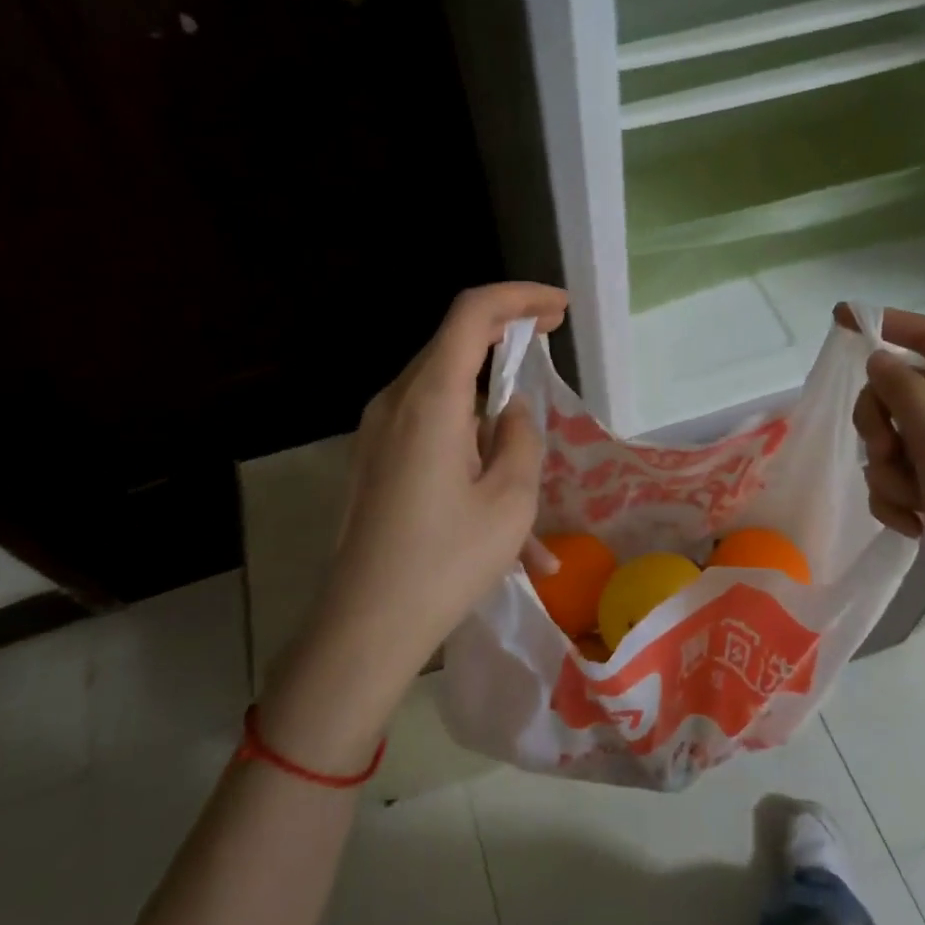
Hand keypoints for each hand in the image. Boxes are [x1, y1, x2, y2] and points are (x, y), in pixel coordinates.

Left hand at [263, 282, 567, 768]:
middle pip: (455, 347)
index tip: (559, 310)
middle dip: (506, 343)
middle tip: (549, 350)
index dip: (519, 298)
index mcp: (430, 399)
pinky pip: (431, 437)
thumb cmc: (445, 562)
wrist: (365, 626)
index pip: (472, 314)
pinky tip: (503, 532)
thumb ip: (520, 438)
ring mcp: (377, 432)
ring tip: (529, 492)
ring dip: (491, 423)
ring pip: (447, 400)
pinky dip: (470, 457)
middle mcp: (396, 402)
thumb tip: (509, 413)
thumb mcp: (510, 500)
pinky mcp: (375, 460)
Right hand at [843, 306, 924, 641]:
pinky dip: (894, 498)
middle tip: (887, 452)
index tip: (841, 321)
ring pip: (890, 437)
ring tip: (912, 502)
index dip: (888, 325)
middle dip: (881, 424)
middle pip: (898, 391)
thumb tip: (877, 356)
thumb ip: (907, 396)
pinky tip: (913, 524)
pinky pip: (895, 474)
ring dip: (888, 471)